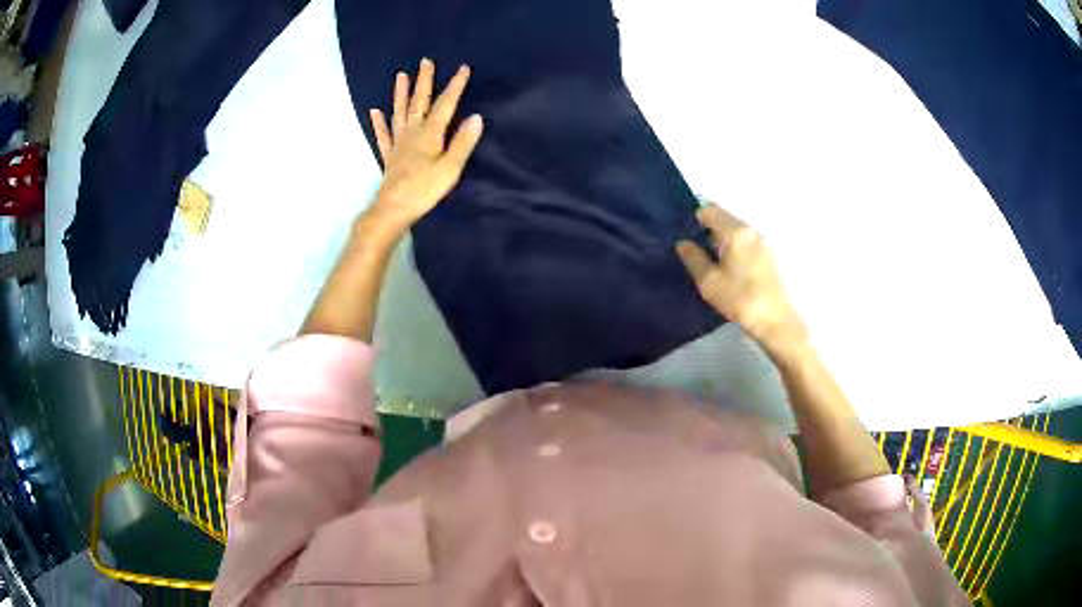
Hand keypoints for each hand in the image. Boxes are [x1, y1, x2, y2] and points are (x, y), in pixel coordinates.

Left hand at [363, 58, 483, 236]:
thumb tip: (476, 117)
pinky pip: (383, 135)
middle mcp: (413, 133)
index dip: (455, 86)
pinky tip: (375, 112)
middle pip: (419, 102)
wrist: (393, 209)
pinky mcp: (389, 156)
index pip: (446, 105)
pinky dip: (379, 123)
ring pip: (400, 113)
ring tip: (401, 76)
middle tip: (425, 61)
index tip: (463, 68)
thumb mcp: (450, 168)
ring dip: (401, 94)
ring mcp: (398, 143)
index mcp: (430, 134)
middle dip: (424, 81)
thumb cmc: (424, 190)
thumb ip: (463, 142)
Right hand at [676, 203, 803, 349]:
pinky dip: (732, 249)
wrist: (774, 320)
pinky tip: (727, 269)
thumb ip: (694, 258)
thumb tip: (683, 243)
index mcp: (736, 231)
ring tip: (708, 262)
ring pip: (734, 232)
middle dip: (707, 230)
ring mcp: (761, 242)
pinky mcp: (767, 256)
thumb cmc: (739, 298)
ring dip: (720, 241)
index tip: (684, 235)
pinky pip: (744, 243)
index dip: (694, 219)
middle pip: (724, 219)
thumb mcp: (709, 281)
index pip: (709, 210)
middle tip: (692, 250)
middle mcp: (750, 230)